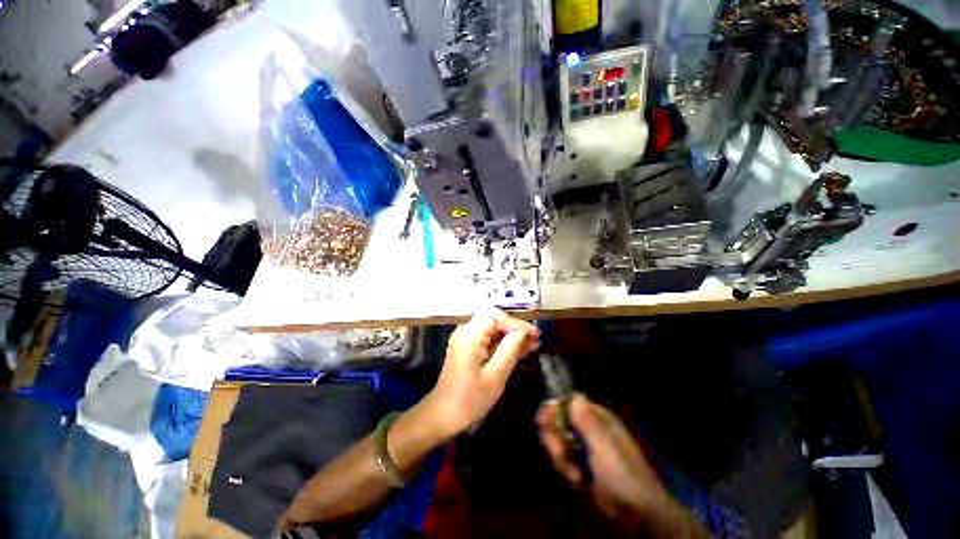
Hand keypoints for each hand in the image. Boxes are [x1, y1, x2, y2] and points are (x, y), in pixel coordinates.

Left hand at [423, 308, 539, 438]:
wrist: (443, 416)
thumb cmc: (469, 399)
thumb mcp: (494, 376)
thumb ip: (509, 350)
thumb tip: (523, 332)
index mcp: (469, 336)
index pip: (495, 316)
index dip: (516, 322)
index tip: (533, 334)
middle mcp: (466, 332)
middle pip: (494, 320)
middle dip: (515, 328)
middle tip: (536, 338)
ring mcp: (466, 340)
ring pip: (493, 329)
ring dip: (512, 335)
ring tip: (534, 344)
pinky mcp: (468, 348)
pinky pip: (489, 340)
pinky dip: (504, 344)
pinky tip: (521, 350)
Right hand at [537, 394, 669, 524]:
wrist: (636, 516)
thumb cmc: (624, 476)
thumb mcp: (606, 448)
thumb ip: (588, 423)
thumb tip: (575, 395)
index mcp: (597, 419)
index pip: (569, 403)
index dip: (554, 408)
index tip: (542, 419)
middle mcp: (587, 429)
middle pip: (558, 422)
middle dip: (555, 438)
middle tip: (560, 453)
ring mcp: (581, 448)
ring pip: (557, 442)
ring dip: (561, 458)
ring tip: (575, 475)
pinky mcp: (577, 466)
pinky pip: (561, 460)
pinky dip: (565, 471)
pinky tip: (577, 482)